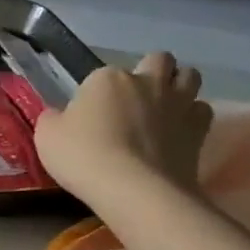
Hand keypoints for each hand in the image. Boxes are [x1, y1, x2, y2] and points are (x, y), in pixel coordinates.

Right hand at [35, 53, 212, 201]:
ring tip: (164, 107)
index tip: (90, 117)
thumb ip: (53, 119)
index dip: (96, 94)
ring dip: (178, 85)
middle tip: (135, 100)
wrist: (133, 189)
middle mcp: (146, 81)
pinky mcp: (199, 129)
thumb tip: (58, 116)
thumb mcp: (47, 137)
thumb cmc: (83, 157)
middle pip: (157, 60)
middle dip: (149, 72)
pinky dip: (193, 116)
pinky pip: (202, 109)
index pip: (101, 76)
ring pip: (189, 75)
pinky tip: (180, 131)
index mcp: (107, 78)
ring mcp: (177, 103)